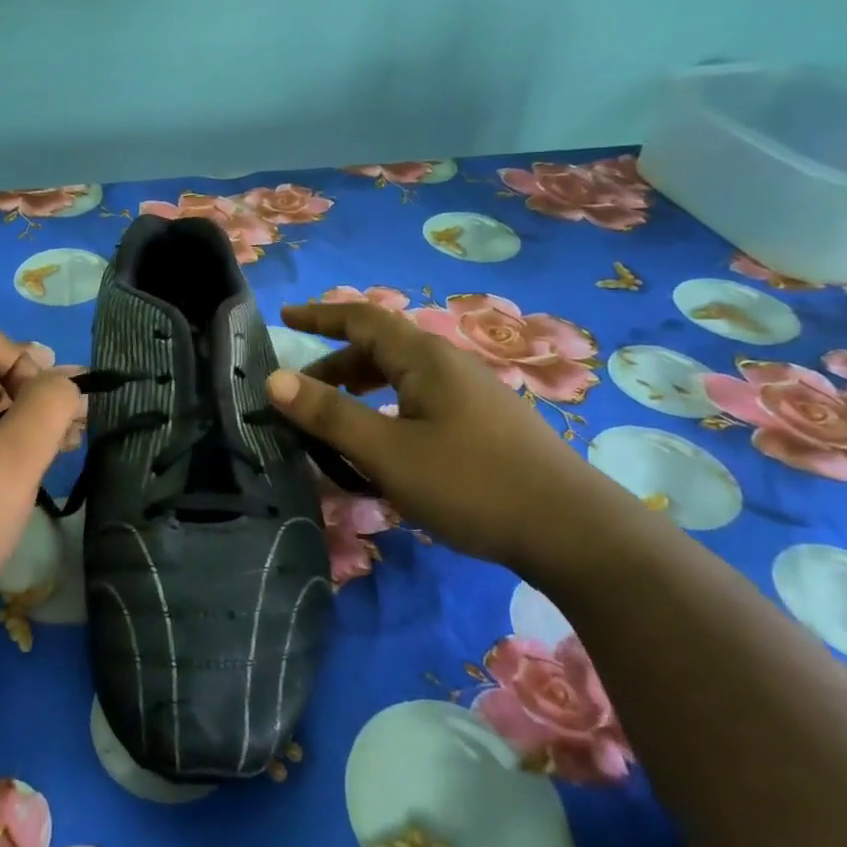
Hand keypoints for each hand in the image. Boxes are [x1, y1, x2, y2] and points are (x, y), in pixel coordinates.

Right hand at [266, 301, 607, 570]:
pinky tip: (384, 450)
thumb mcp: (388, 452)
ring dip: (360, 393)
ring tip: (334, 426)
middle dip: (334, 367)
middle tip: (298, 397)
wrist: (572, 530)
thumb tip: (274, 379)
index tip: (283, 319)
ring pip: (401, 379)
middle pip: (380, 349)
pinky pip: (419, 403)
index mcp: (425, 358)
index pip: (362, 318)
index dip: (320, 316)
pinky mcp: (484, 424)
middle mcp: (449, 365)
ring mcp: (471, 395)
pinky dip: (386, 413)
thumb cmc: (471, 484)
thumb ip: (330, 415)